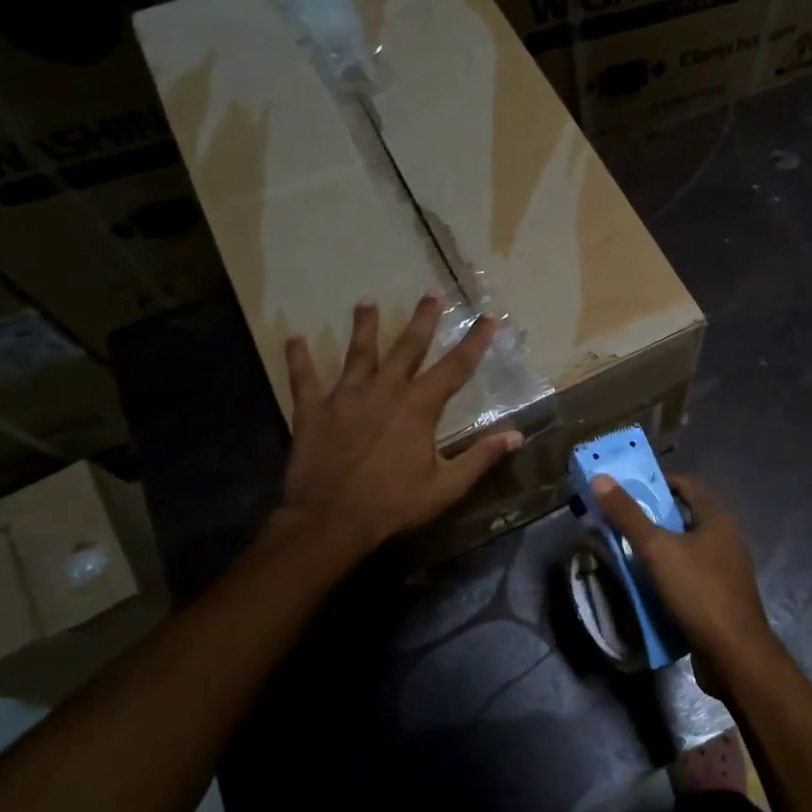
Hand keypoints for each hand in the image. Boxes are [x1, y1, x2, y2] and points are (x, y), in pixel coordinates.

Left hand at [273, 292, 522, 560]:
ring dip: (364, 326)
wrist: (331, 520)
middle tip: (432, 291)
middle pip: (408, 347)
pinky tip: (293, 339)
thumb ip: (481, 457)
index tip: (488, 318)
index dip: (475, 341)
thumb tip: (517, 436)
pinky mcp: (313, 410)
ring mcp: (345, 396)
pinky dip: (299, 359)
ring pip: (358, 353)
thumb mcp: (446, 486)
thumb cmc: (394, 504)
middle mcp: (385, 390)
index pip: (456, 367)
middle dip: (424, 319)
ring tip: (366, 301)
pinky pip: (305, 379)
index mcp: (419, 406)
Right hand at [591, 473, 783, 696]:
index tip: (627, 487)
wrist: (734, 655)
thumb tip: (600, 478)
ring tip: (626, 551)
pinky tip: (646, 585)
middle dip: (653, 516)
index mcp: (717, 519)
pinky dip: (668, 573)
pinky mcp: (720, 597)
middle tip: (619, 519)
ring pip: (686, 548)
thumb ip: (629, 515)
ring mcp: (726, 570)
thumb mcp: (657, 550)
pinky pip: (690, 575)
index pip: (687, 484)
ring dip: (659, 547)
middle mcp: (726, 538)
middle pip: (685, 516)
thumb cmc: (698, 592)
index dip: (657, 481)